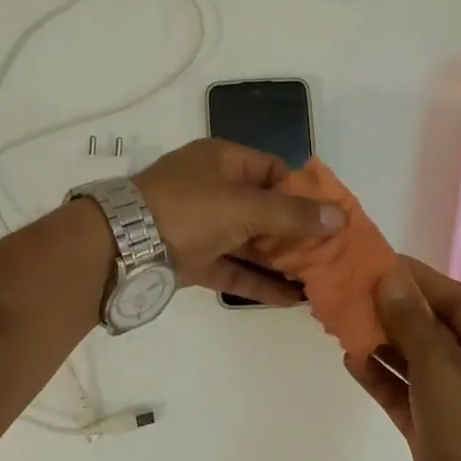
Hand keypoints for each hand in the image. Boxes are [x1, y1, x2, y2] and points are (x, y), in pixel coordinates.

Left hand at [134, 139, 342, 304]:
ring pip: (249, 242)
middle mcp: (213, 189)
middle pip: (264, 209)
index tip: (330, 217)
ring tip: (318, 280)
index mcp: (222, 160)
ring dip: (280, 260)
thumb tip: (340, 217)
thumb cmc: (188, 210)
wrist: (120, 247)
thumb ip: (292, 215)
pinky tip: (290, 300)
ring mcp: (201, 226)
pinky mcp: (192, 260)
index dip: (303, 192)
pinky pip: (233, 269)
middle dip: (296, 233)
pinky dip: (258, 282)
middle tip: (331, 255)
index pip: (273, 170)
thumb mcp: (244, 206)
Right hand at [346, 259, 460, 460]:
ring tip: (344, 320)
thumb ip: (411, 320)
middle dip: (395, 311)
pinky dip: (380, 377)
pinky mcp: (432, 429)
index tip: (381, 262)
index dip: (419, 279)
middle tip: (354, 289)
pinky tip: (351, 359)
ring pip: (414, 361)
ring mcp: (456, 402)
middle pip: (433, 329)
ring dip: (383, 343)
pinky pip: (403, 393)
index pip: (456, 299)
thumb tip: (389, 279)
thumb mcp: (442, 365)